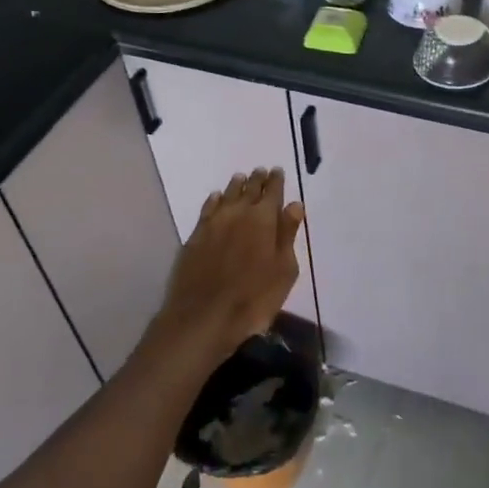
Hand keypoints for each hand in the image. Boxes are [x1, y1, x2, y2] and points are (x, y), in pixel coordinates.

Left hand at [156, 167, 304, 360]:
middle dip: (257, 179)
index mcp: (264, 219)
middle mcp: (237, 214)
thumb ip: (288, 234)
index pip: (272, 192)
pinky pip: (207, 209)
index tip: (277, 171)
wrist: (204, 316)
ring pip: (226, 195)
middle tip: (261, 171)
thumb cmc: (254, 297)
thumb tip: (294, 205)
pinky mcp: (195, 237)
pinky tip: (216, 198)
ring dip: (236, 186)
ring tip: (241, 178)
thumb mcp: (284, 269)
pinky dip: (214, 200)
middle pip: (248, 189)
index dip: (276, 181)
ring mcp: (213, 224)